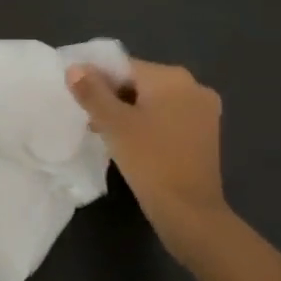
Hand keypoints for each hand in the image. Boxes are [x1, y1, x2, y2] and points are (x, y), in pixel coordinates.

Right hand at [68, 59, 231, 261]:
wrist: (190, 213)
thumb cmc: (150, 161)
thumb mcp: (114, 124)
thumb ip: (92, 92)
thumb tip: (75, 68)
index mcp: (172, 77)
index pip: (125, 66)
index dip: (98, 80)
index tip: (82, 103)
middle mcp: (193, 86)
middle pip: (141, 82)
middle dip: (114, 98)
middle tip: (92, 122)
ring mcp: (204, 111)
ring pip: (155, 101)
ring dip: (130, 113)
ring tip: (108, 135)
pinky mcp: (206, 134)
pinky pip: (169, 117)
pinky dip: (150, 125)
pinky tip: (134, 145)